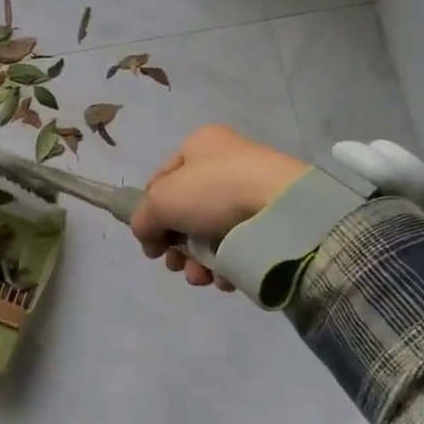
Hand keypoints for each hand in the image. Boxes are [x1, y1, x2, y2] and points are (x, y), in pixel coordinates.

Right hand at [131, 125, 307, 288]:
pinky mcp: (270, 221)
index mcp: (200, 145)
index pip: (161, 181)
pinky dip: (227, 265)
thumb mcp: (161, 201)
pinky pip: (238, 246)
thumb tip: (148, 238)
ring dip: (198, 262)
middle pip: (185, 213)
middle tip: (176, 265)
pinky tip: (226, 278)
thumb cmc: (214, 191)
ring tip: (202, 277)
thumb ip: (142, 218)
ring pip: (210, 234)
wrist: (281, 209)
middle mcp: (226, 163)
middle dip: (177, 246)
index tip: (151, 242)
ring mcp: (250, 192)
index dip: (150, 212)